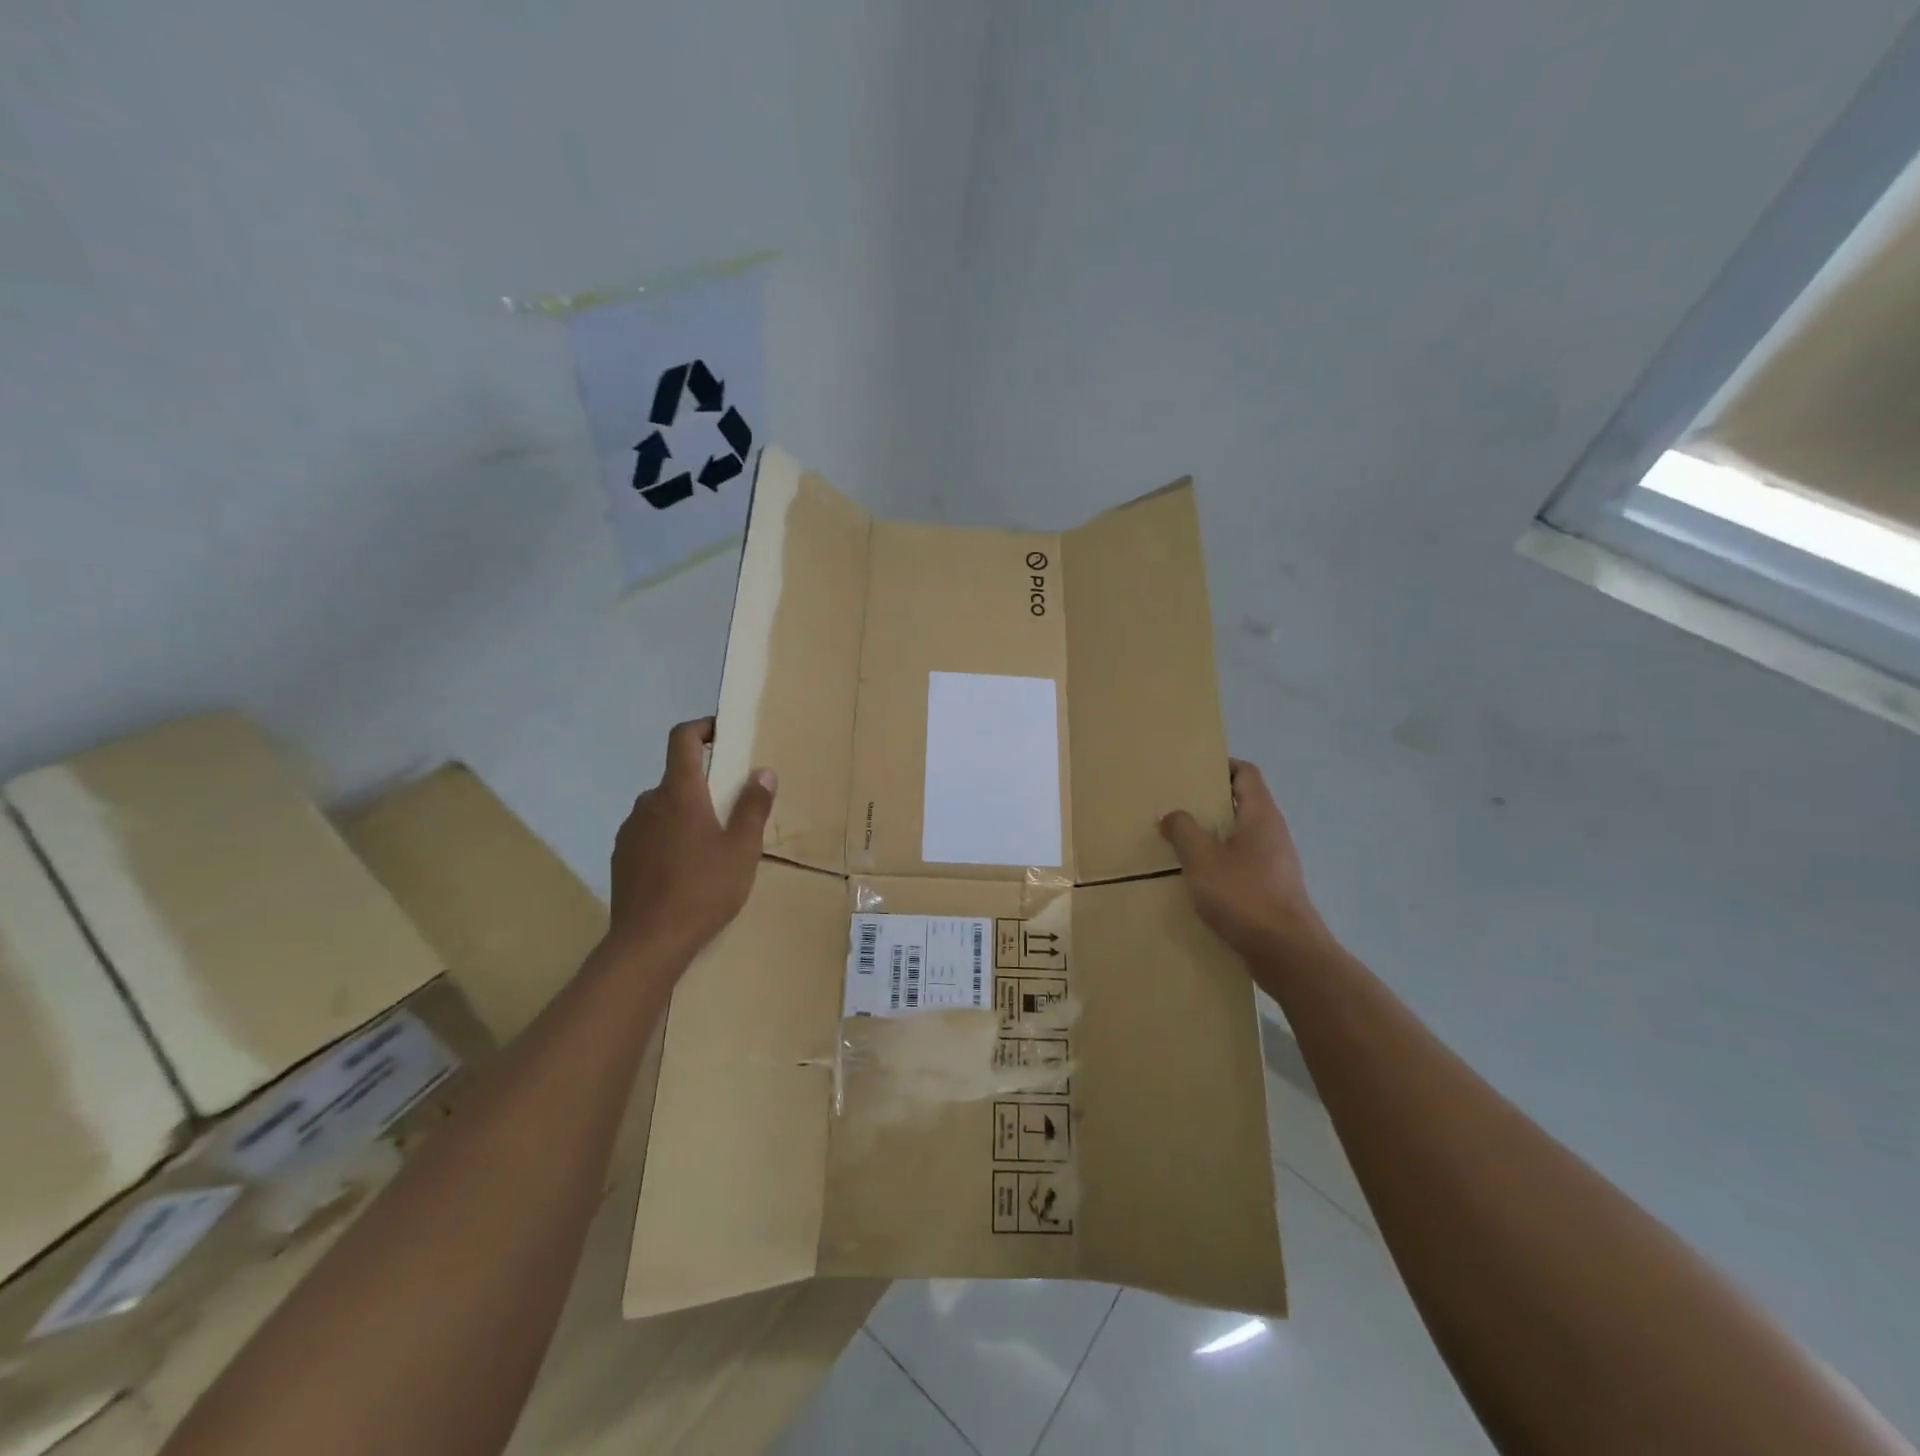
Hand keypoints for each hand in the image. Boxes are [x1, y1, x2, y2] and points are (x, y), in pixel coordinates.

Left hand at [607, 718, 775, 961]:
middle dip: (702, 785)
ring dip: (684, 814)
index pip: (682, 740)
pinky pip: (648, 833)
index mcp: (680, 793)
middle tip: (730, 810)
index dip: (701, 727)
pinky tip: (683, 869)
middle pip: (676, 778)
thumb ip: (753, 807)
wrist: (649, 942)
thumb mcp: (742, 849)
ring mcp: (630, 831)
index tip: (720, 732)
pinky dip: (667, 838)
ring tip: (709, 846)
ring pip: (662, 808)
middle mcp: (649, 803)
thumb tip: (763, 772)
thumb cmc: (703, 889)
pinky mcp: (621, 857)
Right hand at [1159, 760, 1331, 959]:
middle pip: (1242, 803)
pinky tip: (1197, 876)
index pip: (1246, 773)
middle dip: (1210, 802)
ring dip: (1213, 834)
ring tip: (1179, 840)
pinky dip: (1220, 861)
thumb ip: (1183, 830)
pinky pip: (1242, 863)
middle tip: (1176, 805)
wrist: (1287, 953)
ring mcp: (1275, 863)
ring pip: (1240, 835)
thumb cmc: (1244, 896)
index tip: (1191, 771)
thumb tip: (1171, 814)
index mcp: (1261, 815)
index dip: (1221, 765)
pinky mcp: (1271, 889)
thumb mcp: (1202, 859)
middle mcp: (1272, 833)